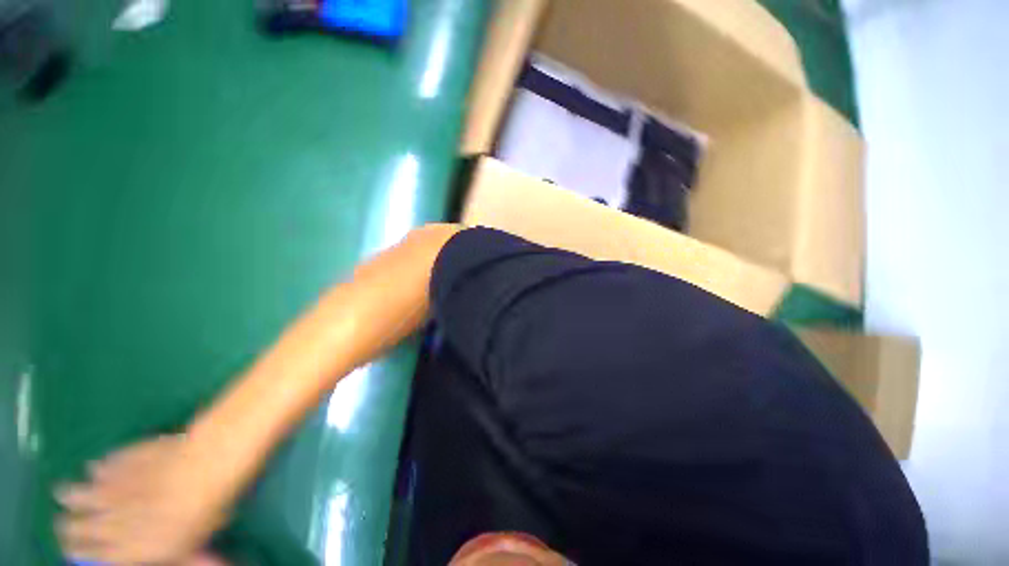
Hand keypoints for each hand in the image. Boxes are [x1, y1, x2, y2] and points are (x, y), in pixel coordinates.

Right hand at [55, 435, 230, 564]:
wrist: (203, 470)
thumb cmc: (201, 513)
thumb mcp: (186, 545)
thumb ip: (166, 554)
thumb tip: (166, 556)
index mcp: (123, 549)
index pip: (87, 555)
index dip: (78, 550)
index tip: (72, 547)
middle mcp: (105, 521)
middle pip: (72, 526)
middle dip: (69, 525)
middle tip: (65, 522)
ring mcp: (108, 488)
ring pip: (72, 495)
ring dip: (69, 495)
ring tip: (64, 495)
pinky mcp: (116, 461)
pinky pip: (98, 466)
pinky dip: (97, 469)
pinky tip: (97, 468)